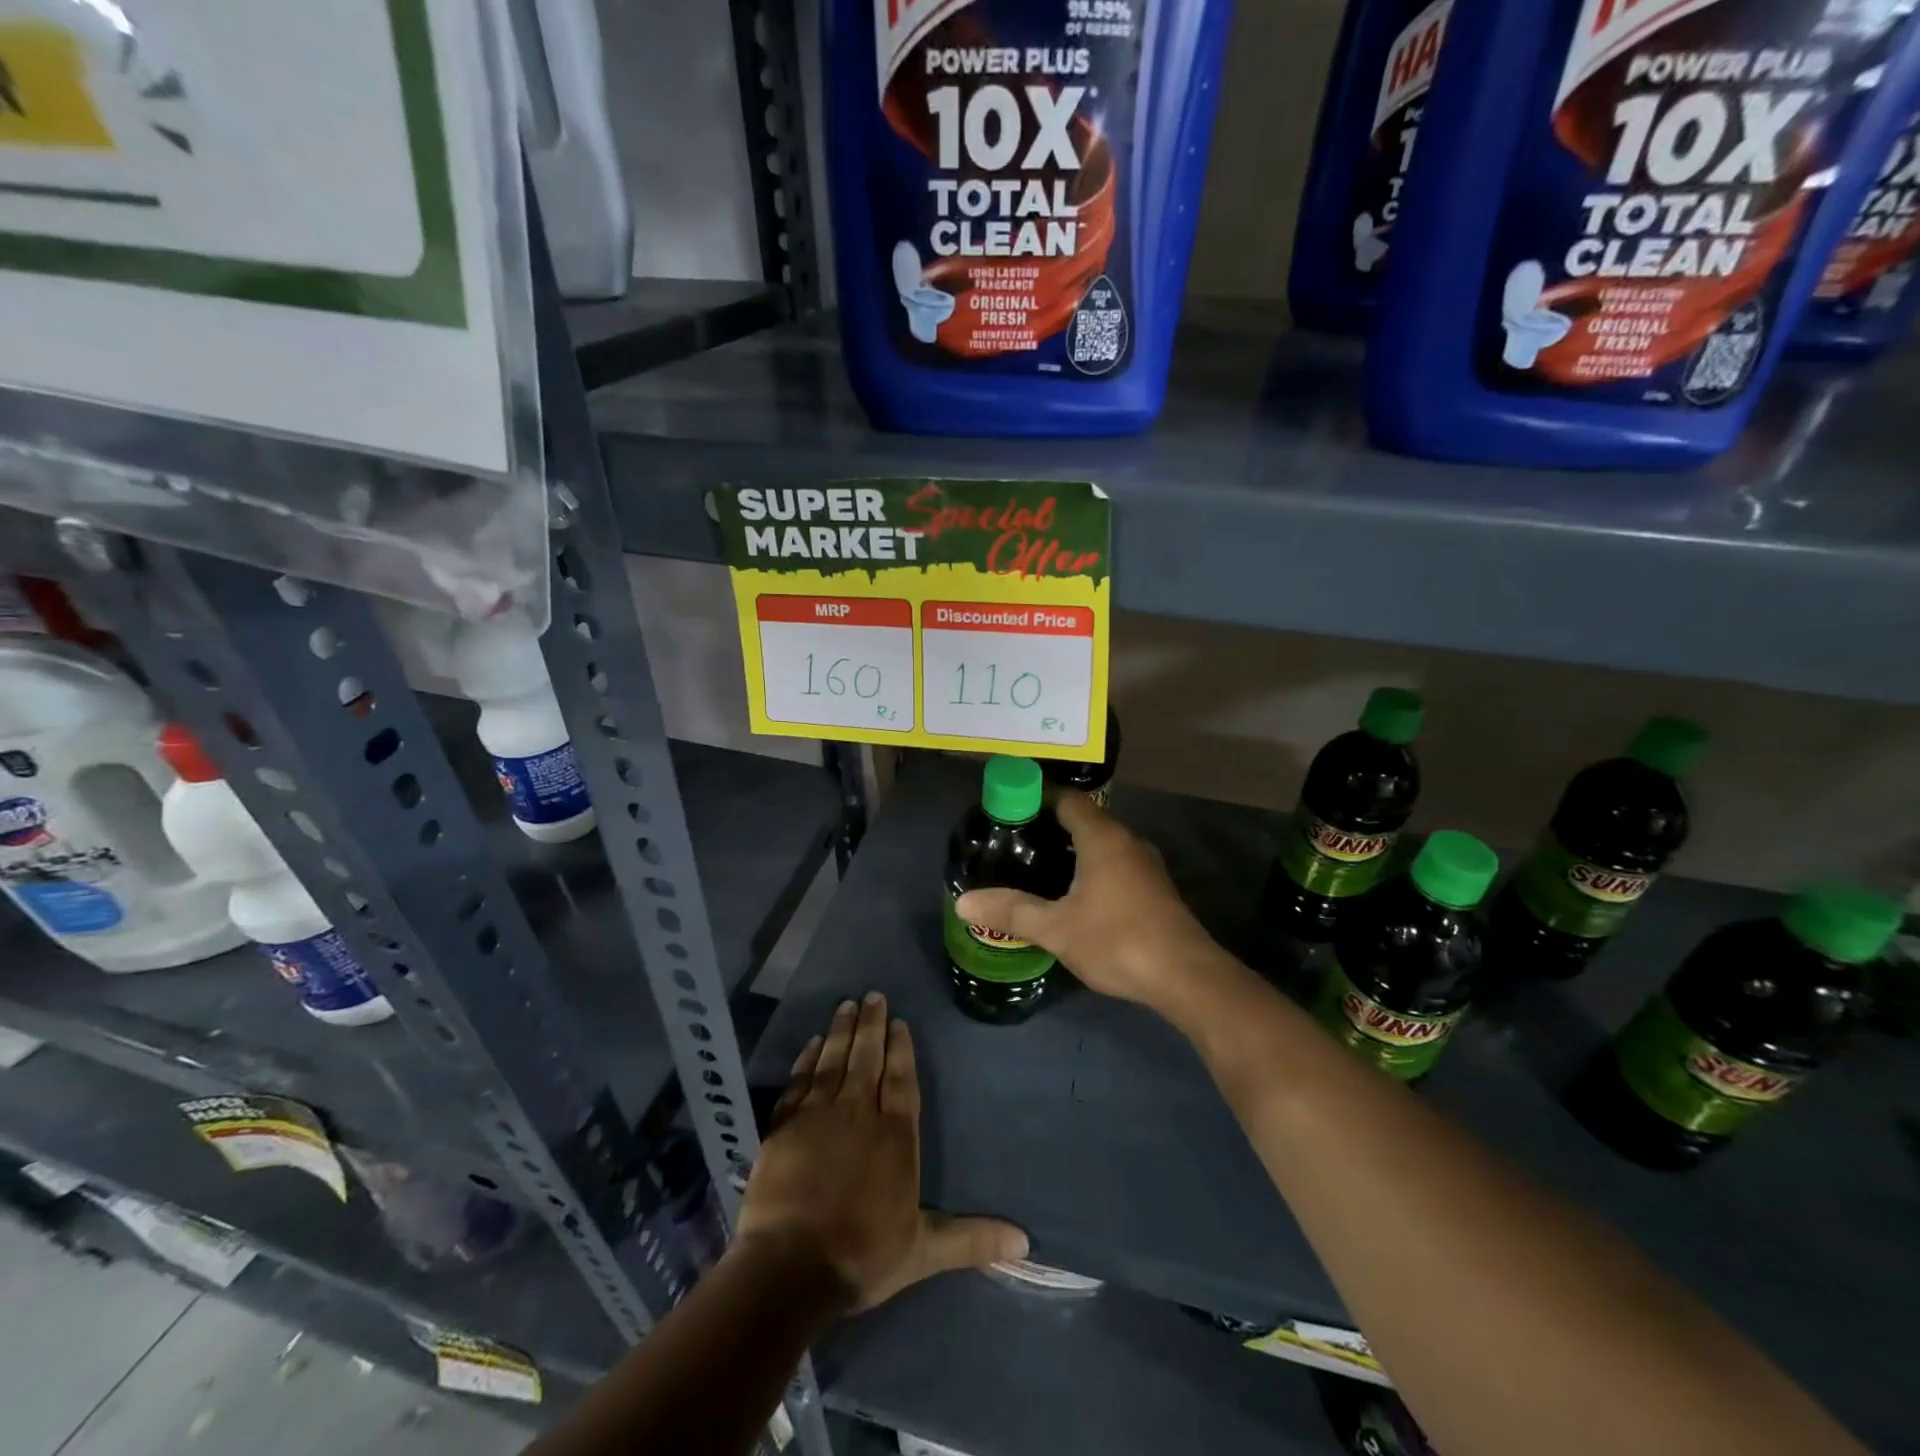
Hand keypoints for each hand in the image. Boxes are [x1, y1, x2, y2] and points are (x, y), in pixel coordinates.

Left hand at [736, 994, 1026, 1311]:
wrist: (791, 1267)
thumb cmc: (862, 1255)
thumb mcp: (923, 1251)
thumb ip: (970, 1238)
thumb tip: (1026, 1240)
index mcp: (894, 1136)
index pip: (901, 1080)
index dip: (901, 1049)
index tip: (899, 1021)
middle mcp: (858, 1114)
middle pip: (867, 1059)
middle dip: (872, 1026)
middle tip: (873, 996)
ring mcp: (818, 1116)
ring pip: (834, 1062)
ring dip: (841, 1032)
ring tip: (846, 1005)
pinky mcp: (784, 1126)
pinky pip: (799, 1082)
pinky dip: (806, 1060)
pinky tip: (812, 1043)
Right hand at [955, 792, 1217, 1013]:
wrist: (1186, 977)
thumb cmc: (1117, 941)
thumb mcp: (1056, 928)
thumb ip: (1011, 911)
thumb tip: (963, 902)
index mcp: (1103, 837)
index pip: (1068, 798)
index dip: (1038, 796)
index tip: (1009, 807)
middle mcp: (1127, 841)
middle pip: (1086, 818)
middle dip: (1051, 825)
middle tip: (1016, 840)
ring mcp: (1146, 865)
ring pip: (1103, 843)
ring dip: (1074, 849)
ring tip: (1038, 865)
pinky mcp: (1155, 889)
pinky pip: (1116, 864)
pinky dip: (1092, 868)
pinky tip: (1074, 894)